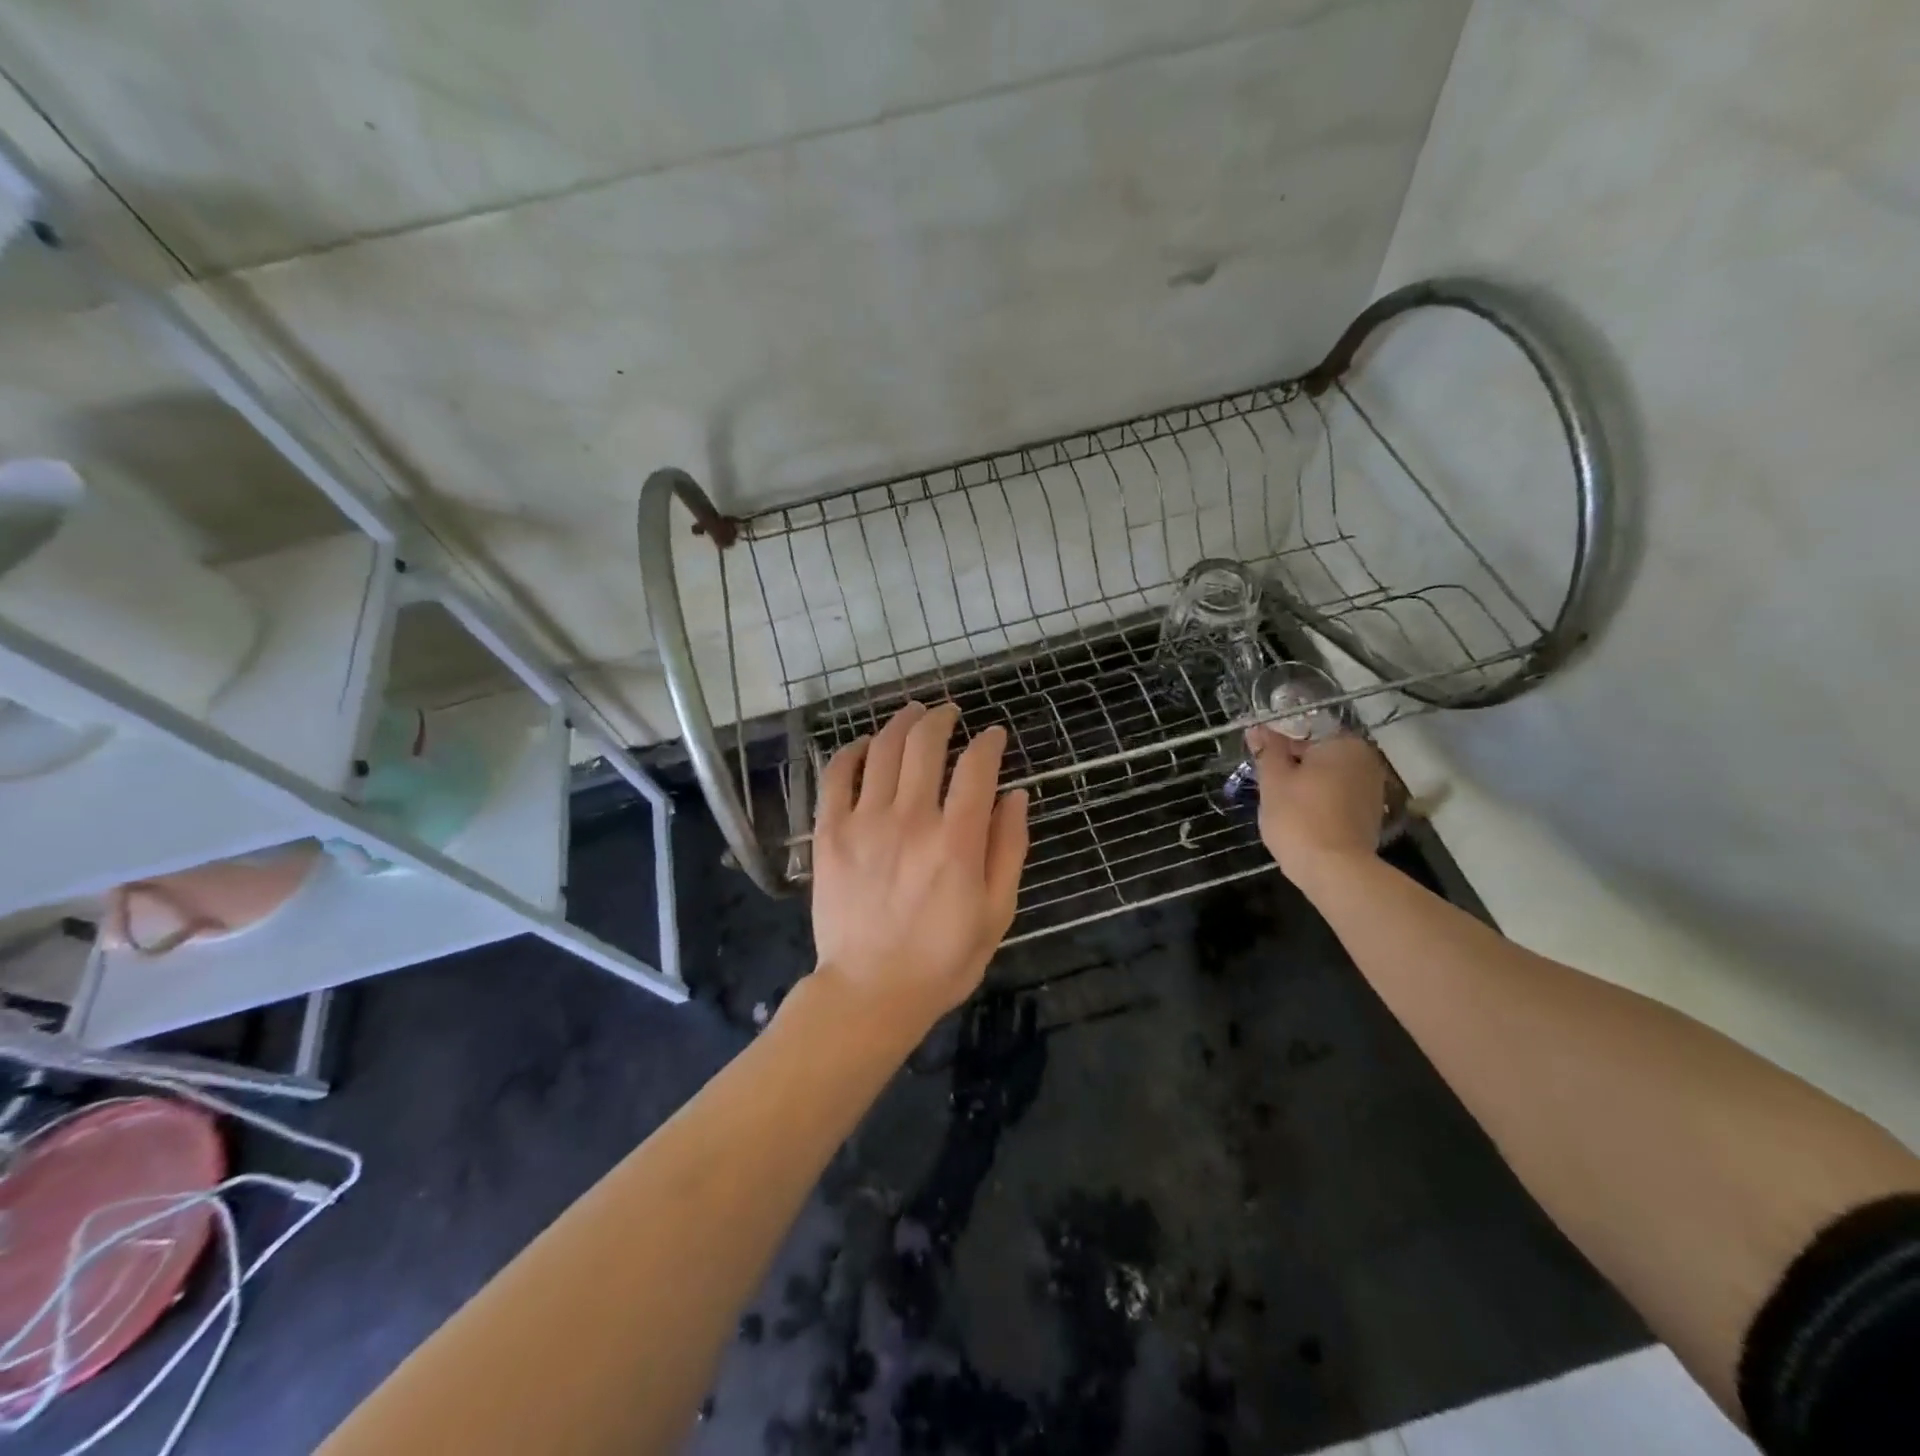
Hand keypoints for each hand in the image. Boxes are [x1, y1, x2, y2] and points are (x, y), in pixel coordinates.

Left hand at [810, 702, 1029, 1030]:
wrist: (870, 992)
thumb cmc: (942, 959)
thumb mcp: (996, 912)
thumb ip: (1009, 848)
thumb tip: (1015, 795)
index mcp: (957, 841)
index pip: (976, 768)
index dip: (988, 742)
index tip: (994, 736)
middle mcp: (911, 820)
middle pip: (926, 744)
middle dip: (942, 718)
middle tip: (950, 712)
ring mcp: (865, 822)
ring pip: (883, 750)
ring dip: (902, 723)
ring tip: (914, 713)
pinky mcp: (830, 833)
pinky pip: (837, 776)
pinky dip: (852, 751)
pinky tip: (865, 744)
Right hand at [1246, 727, 1386, 880]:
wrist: (1334, 870)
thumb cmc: (1299, 817)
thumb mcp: (1273, 779)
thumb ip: (1267, 750)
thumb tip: (1258, 728)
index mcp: (1344, 744)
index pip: (1302, 734)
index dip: (1276, 748)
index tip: (1260, 765)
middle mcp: (1366, 761)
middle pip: (1318, 756)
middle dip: (1293, 767)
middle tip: (1268, 787)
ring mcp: (1372, 789)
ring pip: (1327, 778)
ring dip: (1306, 786)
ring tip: (1282, 806)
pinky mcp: (1370, 814)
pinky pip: (1338, 798)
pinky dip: (1320, 803)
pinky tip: (1302, 819)